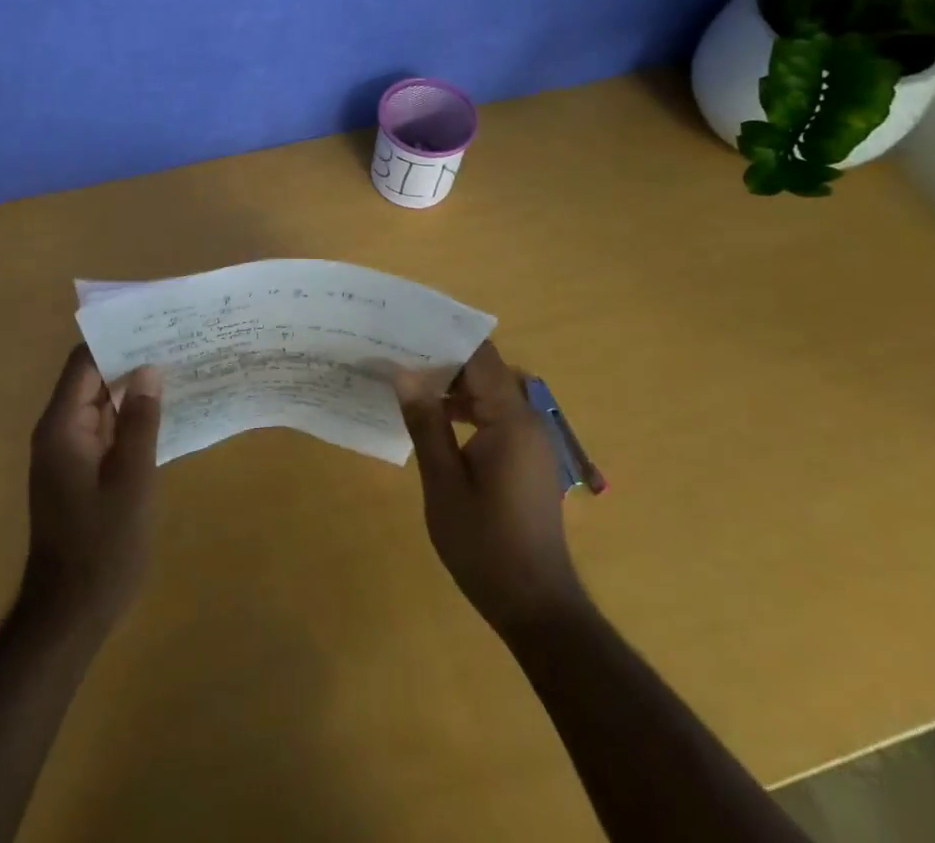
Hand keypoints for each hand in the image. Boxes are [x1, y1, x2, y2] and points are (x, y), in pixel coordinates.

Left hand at [19, 345, 162, 637]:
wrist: (69, 615)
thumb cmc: (103, 545)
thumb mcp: (132, 480)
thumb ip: (141, 421)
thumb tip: (149, 370)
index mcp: (62, 426)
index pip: (84, 361)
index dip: (116, 338)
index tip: (154, 323)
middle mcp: (58, 431)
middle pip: (91, 378)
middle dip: (129, 359)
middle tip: (175, 342)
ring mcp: (66, 453)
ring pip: (99, 403)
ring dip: (131, 388)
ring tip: (176, 367)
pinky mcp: (77, 472)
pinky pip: (102, 429)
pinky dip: (128, 416)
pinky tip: (162, 413)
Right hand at [394, 342, 586, 637]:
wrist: (536, 606)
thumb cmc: (485, 545)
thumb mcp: (443, 483)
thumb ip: (425, 423)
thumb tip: (403, 373)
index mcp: (510, 419)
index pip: (480, 356)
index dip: (444, 337)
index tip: (406, 329)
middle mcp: (527, 420)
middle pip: (486, 370)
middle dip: (443, 359)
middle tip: (398, 353)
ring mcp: (531, 440)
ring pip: (490, 392)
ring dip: (454, 385)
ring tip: (408, 380)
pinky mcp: (527, 458)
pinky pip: (496, 415)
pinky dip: (467, 409)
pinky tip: (435, 420)